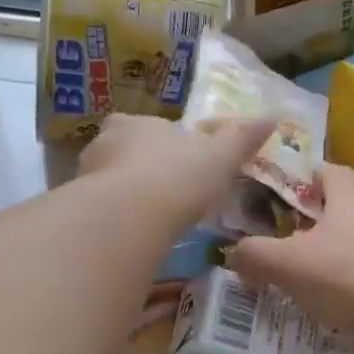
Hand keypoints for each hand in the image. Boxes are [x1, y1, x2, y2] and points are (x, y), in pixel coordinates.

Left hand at [77, 113, 273, 226]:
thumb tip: (275, 115)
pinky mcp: (78, 209)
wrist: (130, 215)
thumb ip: (242, 138)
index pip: (147, 128)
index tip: (178, 165)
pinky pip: (99, 212)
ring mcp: (86, 177)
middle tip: (164, 195)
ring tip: (149, 221)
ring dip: (124, 197)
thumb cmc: (178, 176)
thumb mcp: (220, 157)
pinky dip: (114, 221)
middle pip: (123, 153)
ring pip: (107, 183)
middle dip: (140, 170)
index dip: (163, 144)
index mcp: (136, 124)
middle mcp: (104, 143)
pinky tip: (130, 238)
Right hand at [229, 163, 353, 335]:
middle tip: (316, 239)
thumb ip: (256, 256)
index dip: (309, 180)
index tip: (295, 200)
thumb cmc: (349, 275)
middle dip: (337, 211)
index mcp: (348, 194)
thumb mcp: (289, 267)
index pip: (327, 170)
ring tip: (348, 269)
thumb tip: (233, 253)